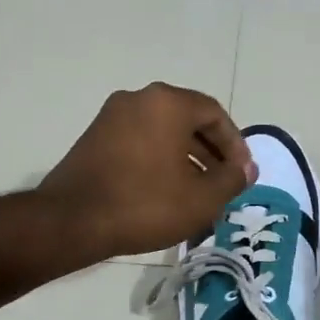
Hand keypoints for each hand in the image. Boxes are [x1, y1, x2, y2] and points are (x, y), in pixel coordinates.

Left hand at [38, 84, 256, 262]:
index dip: (235, 144)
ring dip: (186, 159)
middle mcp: (138, 99)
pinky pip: (140, 142)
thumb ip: (232, 179)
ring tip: (198, 193)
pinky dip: (159, 160)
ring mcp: (111, 117)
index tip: (242, 174)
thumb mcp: (202, 198)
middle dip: (211, 152)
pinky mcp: (94, 138)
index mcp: (167, 103)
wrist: (73, 220)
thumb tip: (246, 169)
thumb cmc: (146, 204)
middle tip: (223, 183)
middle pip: (187, 120)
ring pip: (162, 133)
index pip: (214, 114)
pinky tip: (165, 192)